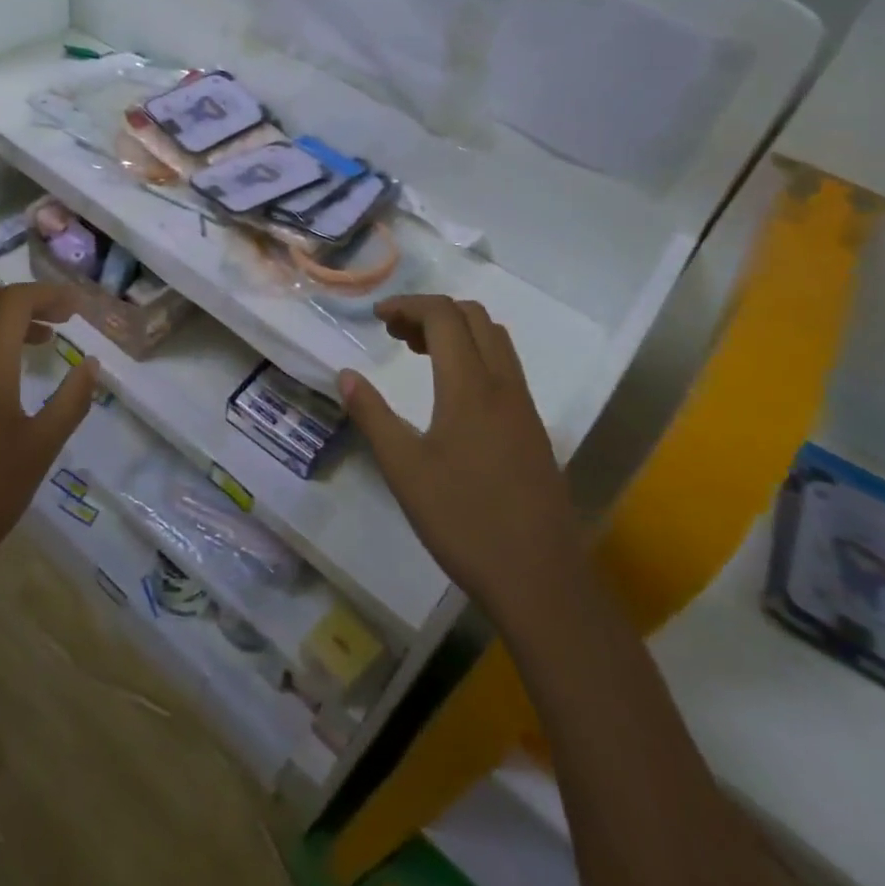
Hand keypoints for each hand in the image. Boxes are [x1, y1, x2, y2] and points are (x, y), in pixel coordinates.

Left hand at [0, 283, 98, 604]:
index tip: (77, 308)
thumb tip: (90, 365)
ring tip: (40, 346)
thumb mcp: (40, 449)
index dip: (48, 295)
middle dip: (26, 302)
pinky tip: (3, 383)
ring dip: (4, 324)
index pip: (15, 301)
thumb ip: (71, 401)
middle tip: (60, 321)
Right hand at [338, 295, 579, 610]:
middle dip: (431, 312)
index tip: (377, 317)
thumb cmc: (464, 521)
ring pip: (495, 340)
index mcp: (470, 386)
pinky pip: (505, 367)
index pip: (444, 315)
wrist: (540, 580)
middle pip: (473, 317)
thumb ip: (372, 415)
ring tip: (418, 353)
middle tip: (394, 334)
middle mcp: (503, 385)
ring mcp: (524, 407)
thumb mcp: (404, 469)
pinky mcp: (534, 430)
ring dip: (456, 331)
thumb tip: (345, 375)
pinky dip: (475, 355)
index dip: (408, 305)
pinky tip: (451, 391)